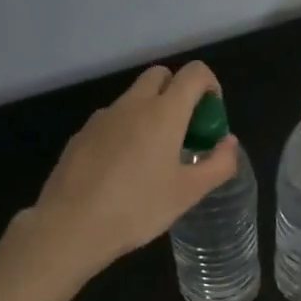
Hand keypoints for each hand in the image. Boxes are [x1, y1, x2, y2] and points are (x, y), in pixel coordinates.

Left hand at [22, 62, 239, 278]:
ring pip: (134, 98)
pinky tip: (123, 171)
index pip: (194, 73)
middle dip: (178, 93)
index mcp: (164, 113)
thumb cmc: (138, 208)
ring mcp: (102, 118)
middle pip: (160, 76)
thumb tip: (228, 143)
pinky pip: (112, 121)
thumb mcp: (188, 193)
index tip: (211, 118)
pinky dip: (126, 131)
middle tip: (185, 133)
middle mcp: (132, 105)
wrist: (71, 226)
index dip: (210, 86)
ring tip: (154, 158)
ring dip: (151, 113)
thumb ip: (218, 164)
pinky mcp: (81, 135)